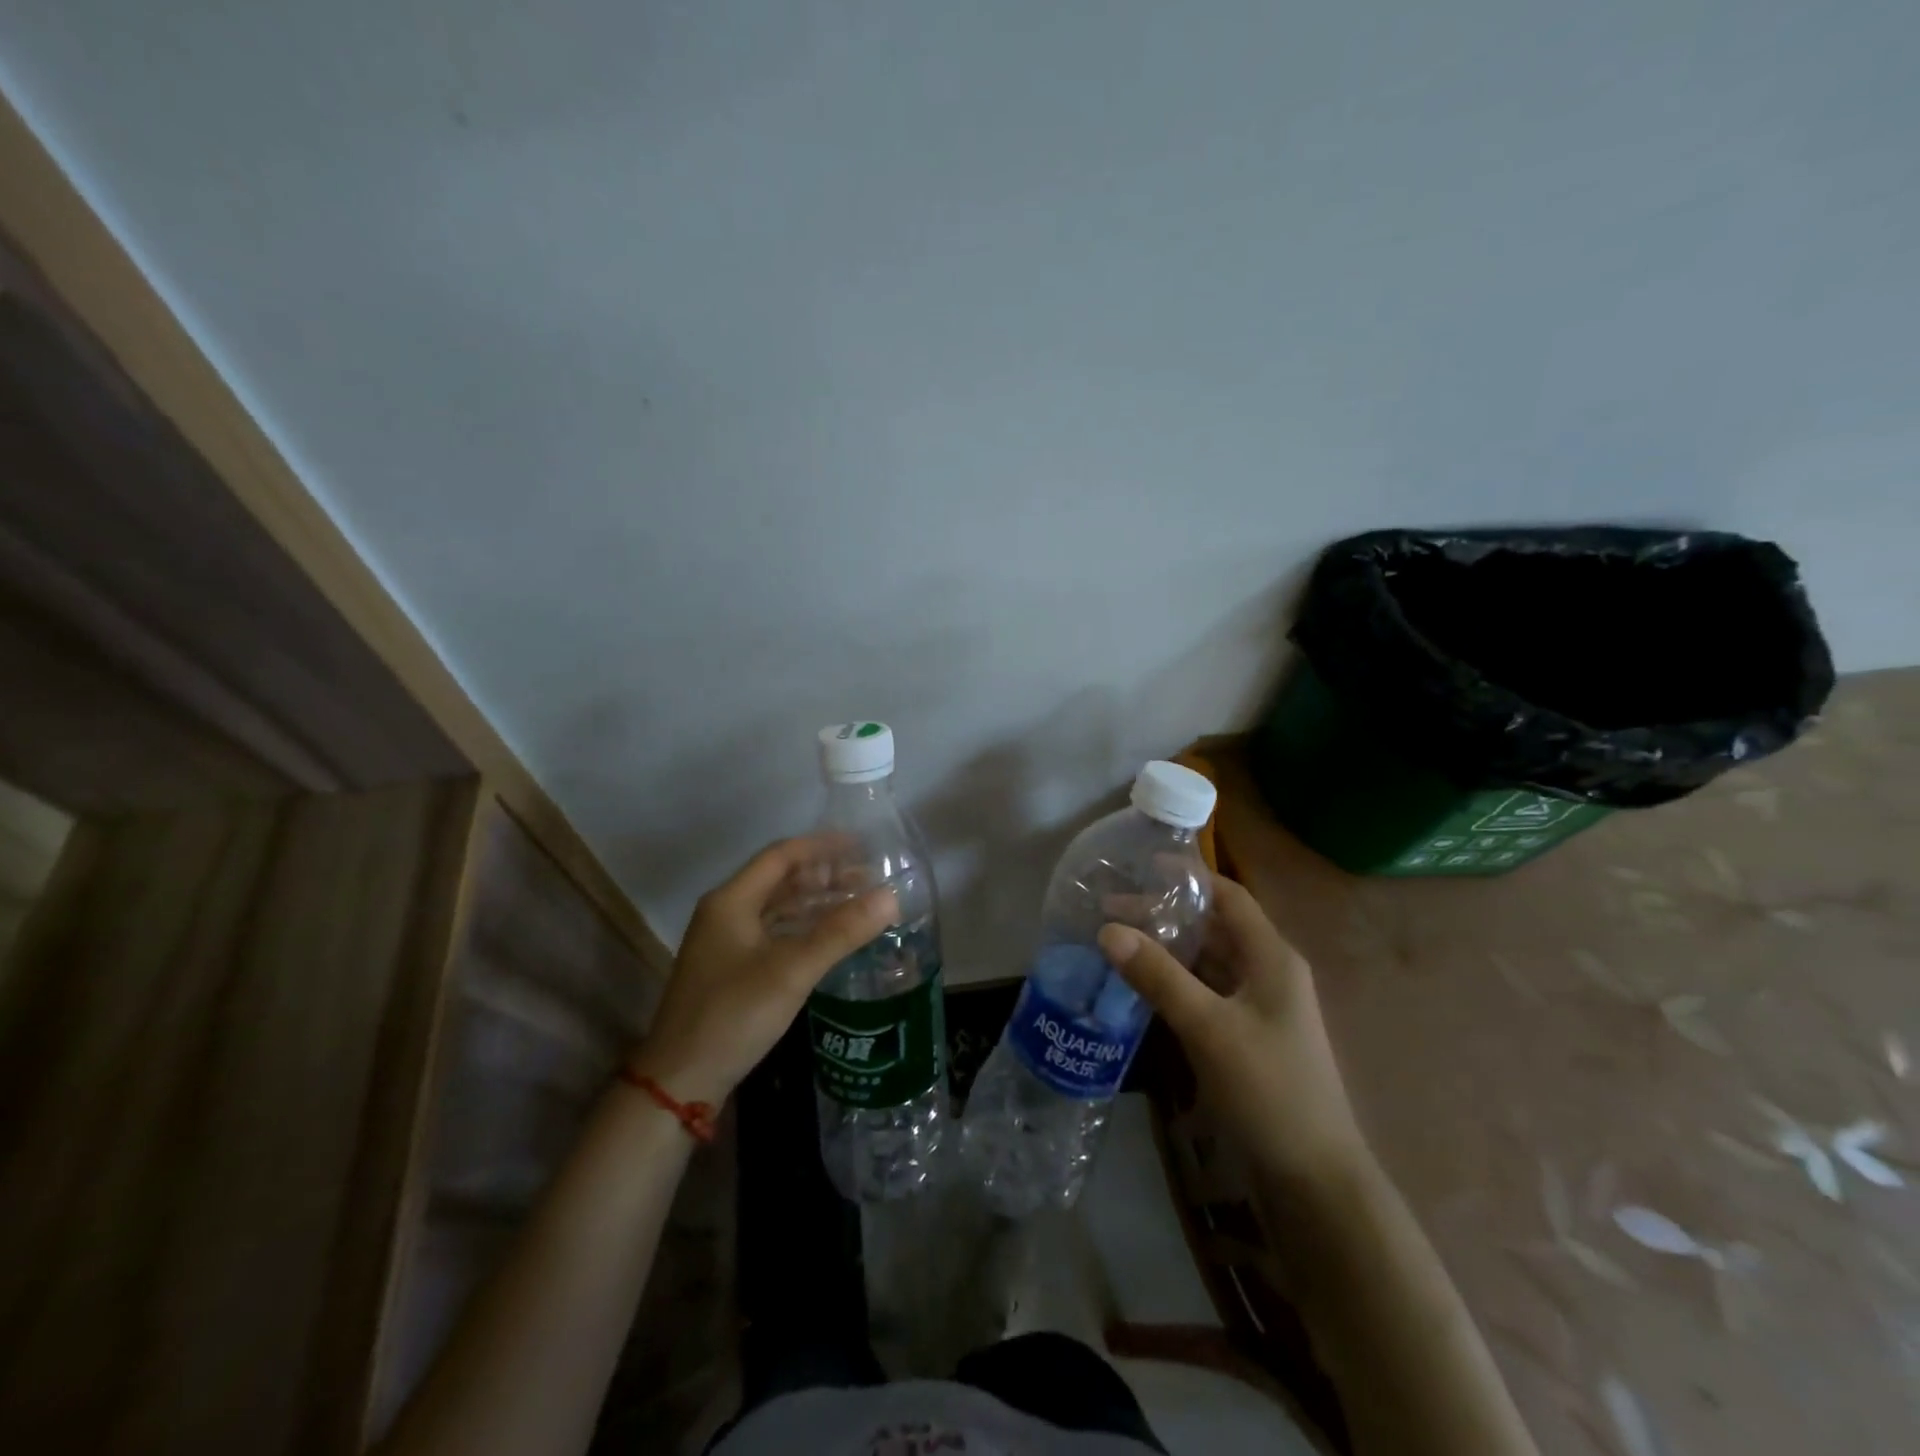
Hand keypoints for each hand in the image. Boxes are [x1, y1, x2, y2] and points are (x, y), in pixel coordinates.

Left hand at [627, 837, 897, 1105]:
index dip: (822, 846)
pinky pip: (774, 933)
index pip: (782, 856)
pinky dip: (804, 928)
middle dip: (825, 875)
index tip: (862, 846)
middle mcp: (726, 913)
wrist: (680, 1081)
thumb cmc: (733, 1015)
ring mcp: (726, 942)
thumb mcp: (792, 970)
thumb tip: (890, 896)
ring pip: (778, 908)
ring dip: (816, 902)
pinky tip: (831, 937)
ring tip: (858, 903)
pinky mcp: (732, 969)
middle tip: (869, 877)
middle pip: (780, 880)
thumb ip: (841, 931)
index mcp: (732, 900)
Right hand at [1098, 876, 1370, 1188]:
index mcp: (1272, 957)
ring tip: (1118, 941)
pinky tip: (1142, 986)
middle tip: (1112, 910)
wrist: (1313, 1179)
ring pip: (1208, 961)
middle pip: (1214, 927)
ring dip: (1168, 948)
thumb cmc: (1268, 1090)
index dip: (1188, 877)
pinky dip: (1176, 981)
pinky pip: (1207, 992)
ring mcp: (1259, 1007)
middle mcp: (1269, 973)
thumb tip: (1107, 929)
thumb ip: (1158, 976)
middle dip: (1166, 914)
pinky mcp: (1247, 1036)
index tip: (1140, 868)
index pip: (1229, 896)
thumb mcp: (1208, 1027)